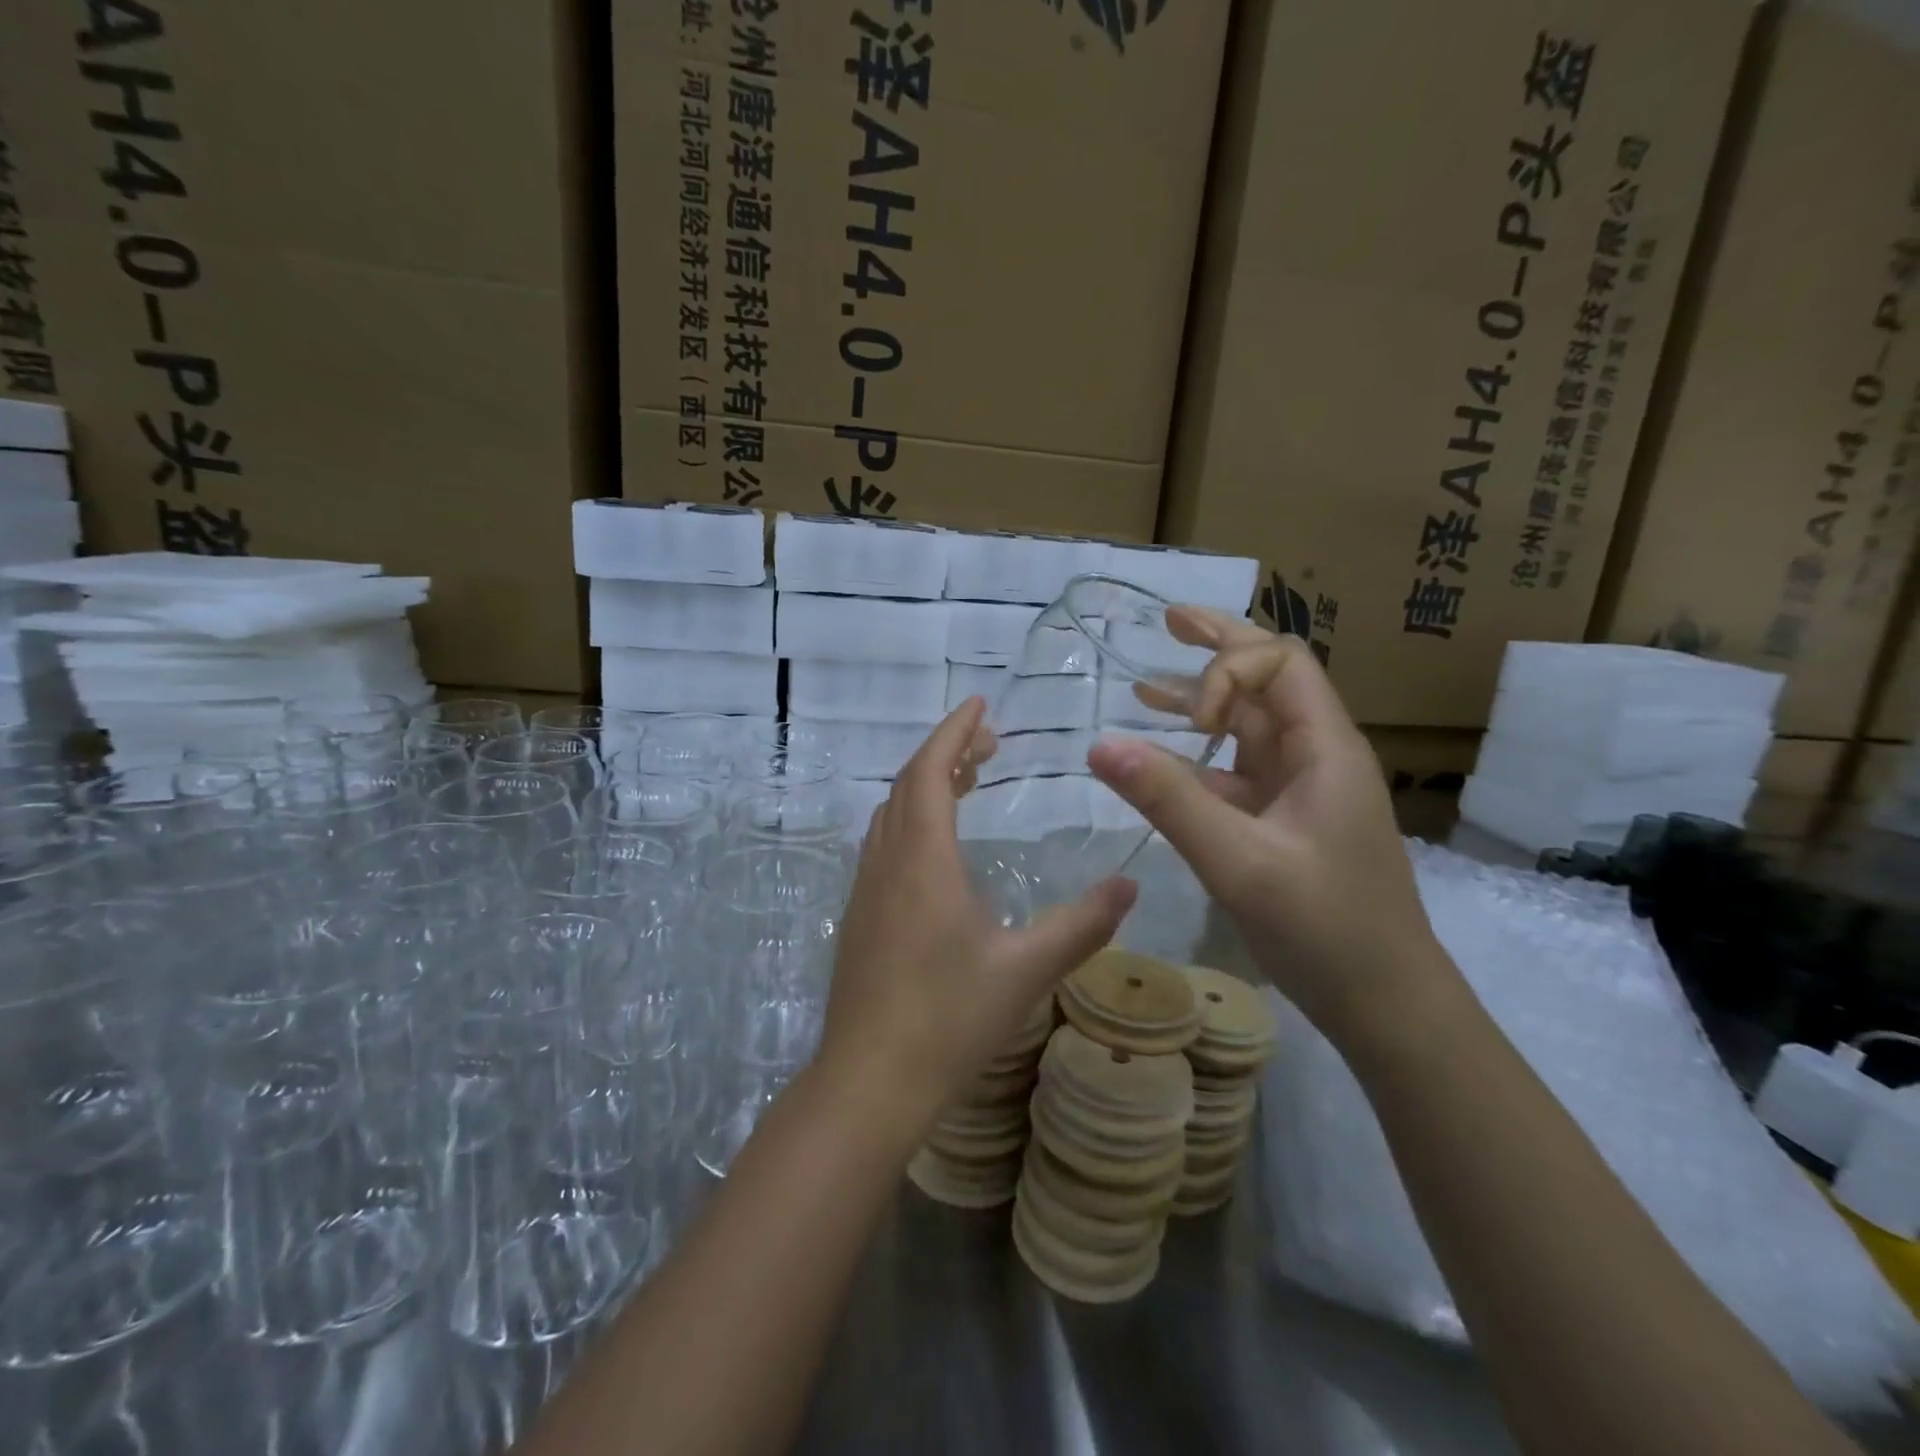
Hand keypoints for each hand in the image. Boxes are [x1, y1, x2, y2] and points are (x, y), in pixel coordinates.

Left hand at [818, 698, 1137, 1135]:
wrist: (870, 1080)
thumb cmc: (949, 1019)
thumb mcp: (1026, 969)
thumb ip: (1082, 924)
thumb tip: (1131, 886)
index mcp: (923, 858)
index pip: (932, 771)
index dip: (954, 731)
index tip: (980, 705)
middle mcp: (887, 860)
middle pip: (909, 783)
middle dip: (945, 751)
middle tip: (988, 741)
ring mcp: (866, 887)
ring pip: (892, 812)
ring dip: (926, 783)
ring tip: (968, 778)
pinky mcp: (859, 914)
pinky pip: (884, 841)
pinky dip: (911, 817)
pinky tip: (937, 843)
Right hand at [1087, 608, 1453, 1044]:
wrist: (1384, 1003)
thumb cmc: (1325, 927)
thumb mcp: (1239, 861)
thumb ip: (1169, 800)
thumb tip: (1100, 745)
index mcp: (1325, 747)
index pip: (1280, 663)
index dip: (1227, 672)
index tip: (1193, 723)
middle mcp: (1316, 756)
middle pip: (1269, 680)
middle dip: (1218, 648)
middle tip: (1167, 620)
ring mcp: (1300, 791)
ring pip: (1250, 727)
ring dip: (1202, 703)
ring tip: (1146, 685)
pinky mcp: (1284, 822)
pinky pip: (1237, 774)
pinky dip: (1198, 760)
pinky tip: (1160, 765)